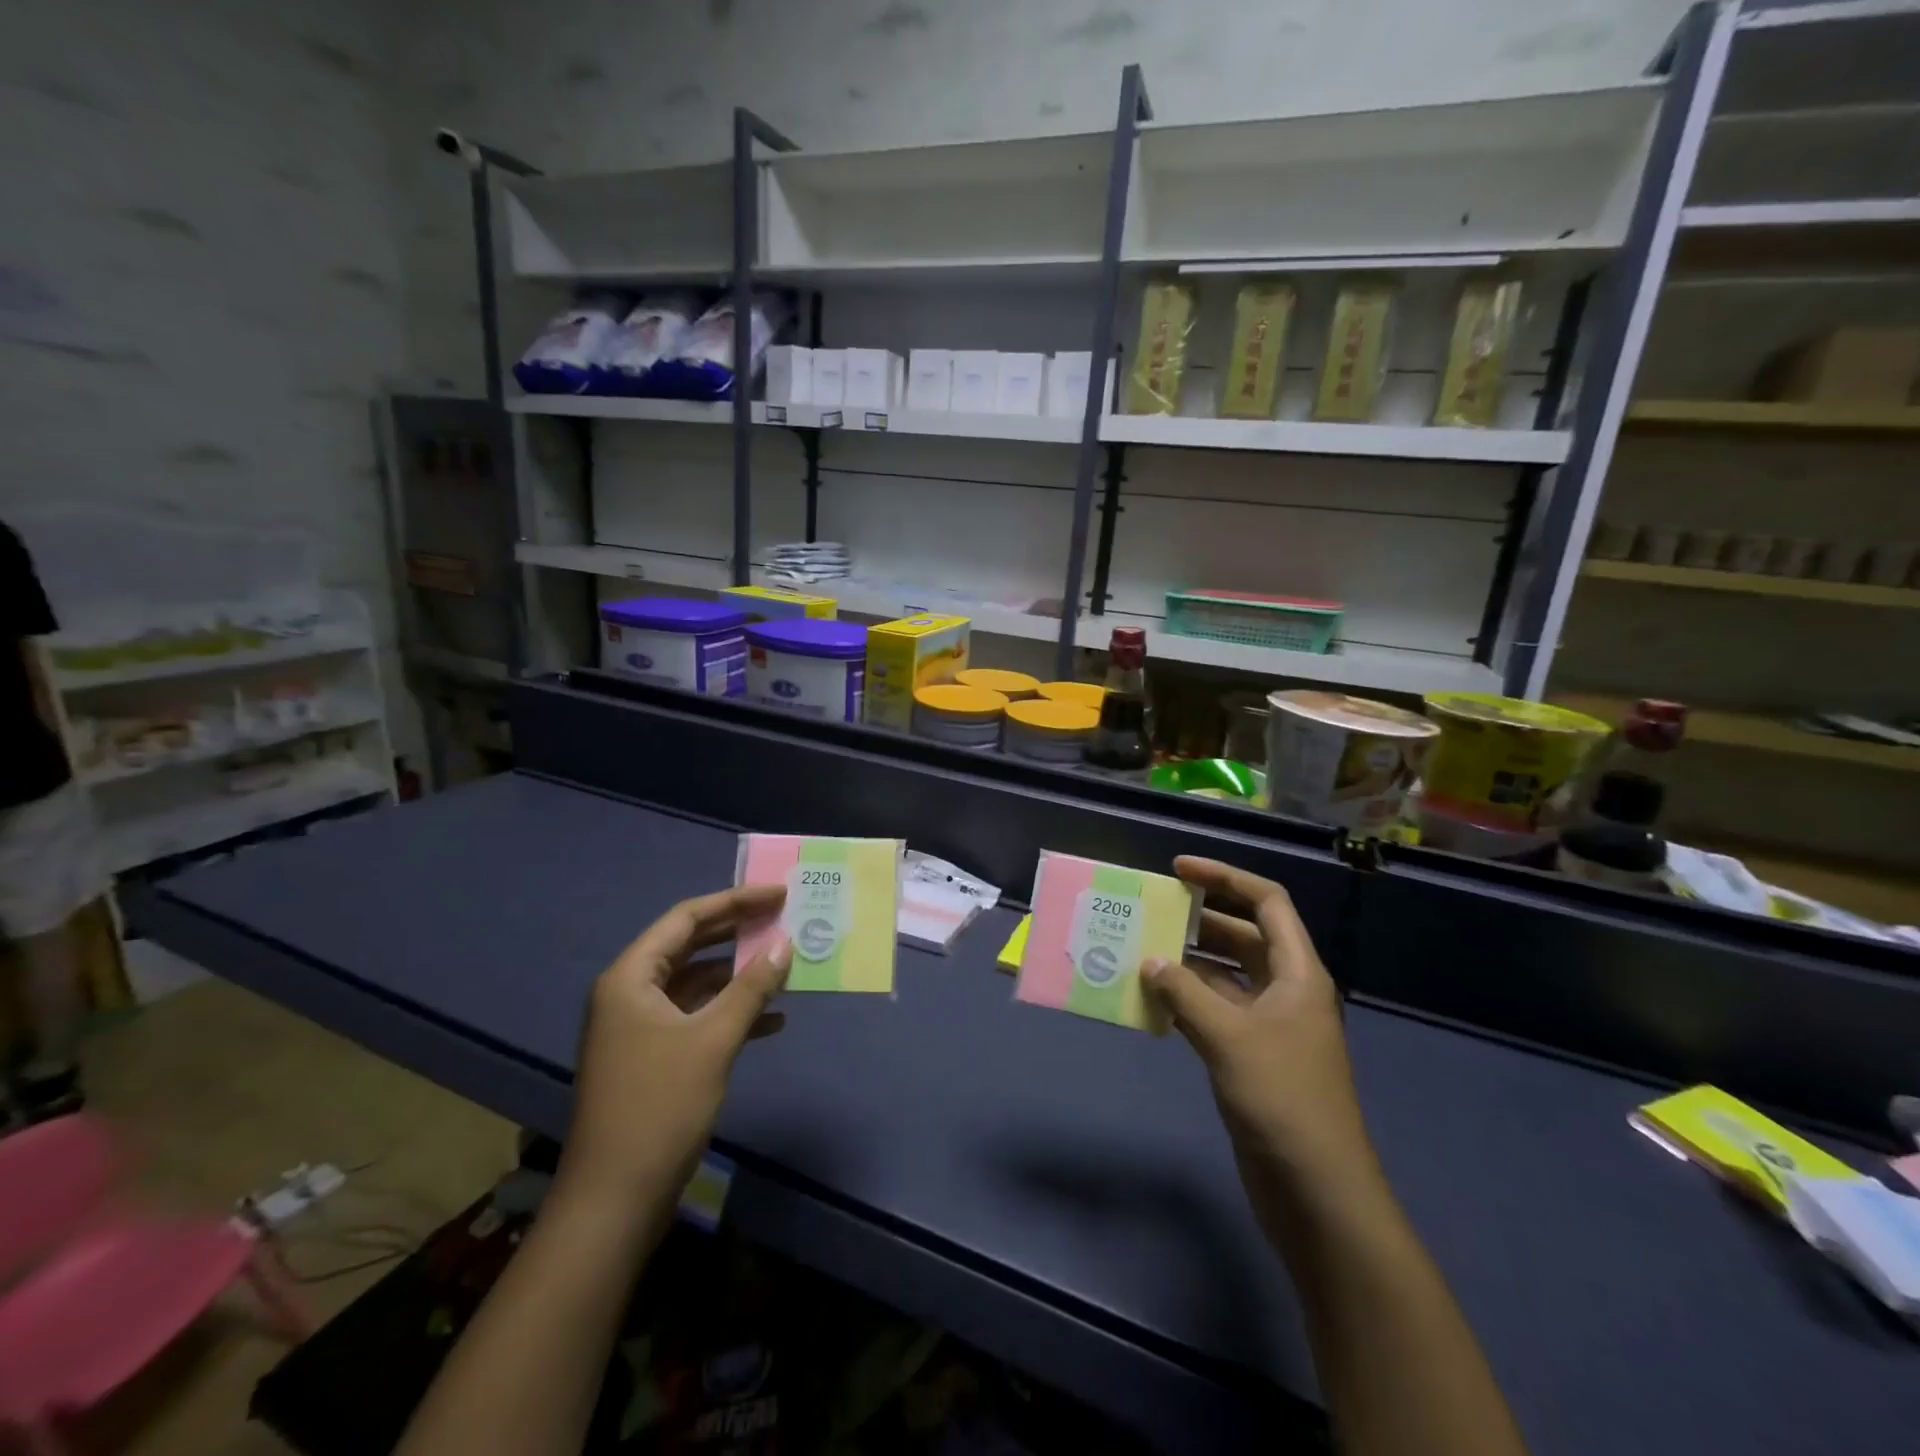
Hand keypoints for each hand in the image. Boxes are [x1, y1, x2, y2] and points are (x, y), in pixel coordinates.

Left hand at [558, 885, 791, 1210]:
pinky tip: (772, 1020)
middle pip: (691, 945)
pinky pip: (696, 1016)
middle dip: (739, 933)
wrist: (614, 1200)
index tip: (778, 894)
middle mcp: (630, 993)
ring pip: (697, 982)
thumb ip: (751, 988)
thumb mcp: (712, 1040)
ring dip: (739, 975)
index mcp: (631, 977)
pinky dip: (730, 1012)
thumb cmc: (659, 1107)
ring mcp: (639, 1026)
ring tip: (785, 965)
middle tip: (784, 918)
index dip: (735, 901)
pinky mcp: (652, 1056)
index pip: (687, 918)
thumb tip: (785, 945)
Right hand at [1143, 857, 1376, 1190]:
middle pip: (1244, 935)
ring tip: (1140, 948)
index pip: (1266, 902)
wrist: (1317, 1192)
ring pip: (1226, 975)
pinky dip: (1187, 1000)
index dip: (1225, 878)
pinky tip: (1153, 998)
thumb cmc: (1282, 1100)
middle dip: (1201, 918)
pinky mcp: (1252, 1057)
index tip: (1178, 870)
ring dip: (1188, 962)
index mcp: (1298, 974)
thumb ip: (1185, 993)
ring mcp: (1270, 1026)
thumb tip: (1150, 961)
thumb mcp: (1229, 1038)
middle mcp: (1286, 991)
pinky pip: (1215, 1011)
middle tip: (1151, 908)